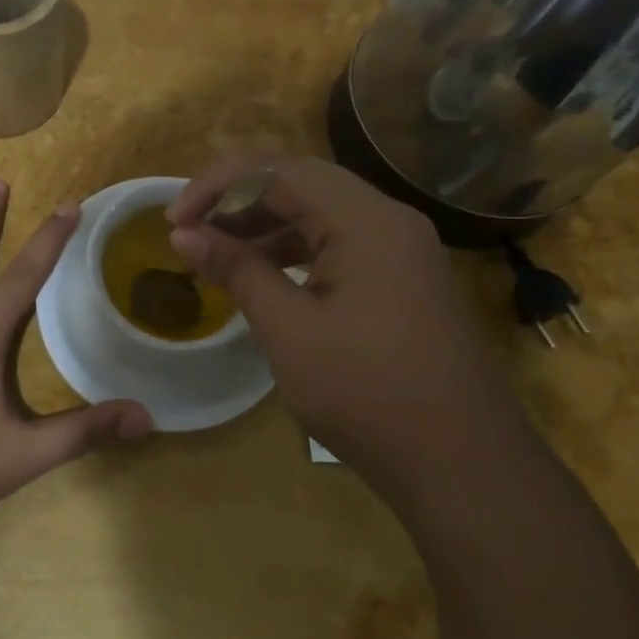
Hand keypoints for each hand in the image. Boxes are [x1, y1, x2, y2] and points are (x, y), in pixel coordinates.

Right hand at [166, 157, 517, 489]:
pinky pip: (342, 245)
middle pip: (301, 183)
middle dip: (239, 200)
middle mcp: (389, 220)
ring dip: (266, 226)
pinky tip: (266, 276)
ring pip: (322, 213)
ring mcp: (403, 250)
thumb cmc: (368, 394)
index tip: (173, 221)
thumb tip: (184, 235)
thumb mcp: (289, 330)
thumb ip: (237, 270)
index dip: (217, 187)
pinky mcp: (405, 280)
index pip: (277, 172)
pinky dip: (297, 251)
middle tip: (192, 230)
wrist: (465, 466)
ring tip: (218, 254)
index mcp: (365, 219)